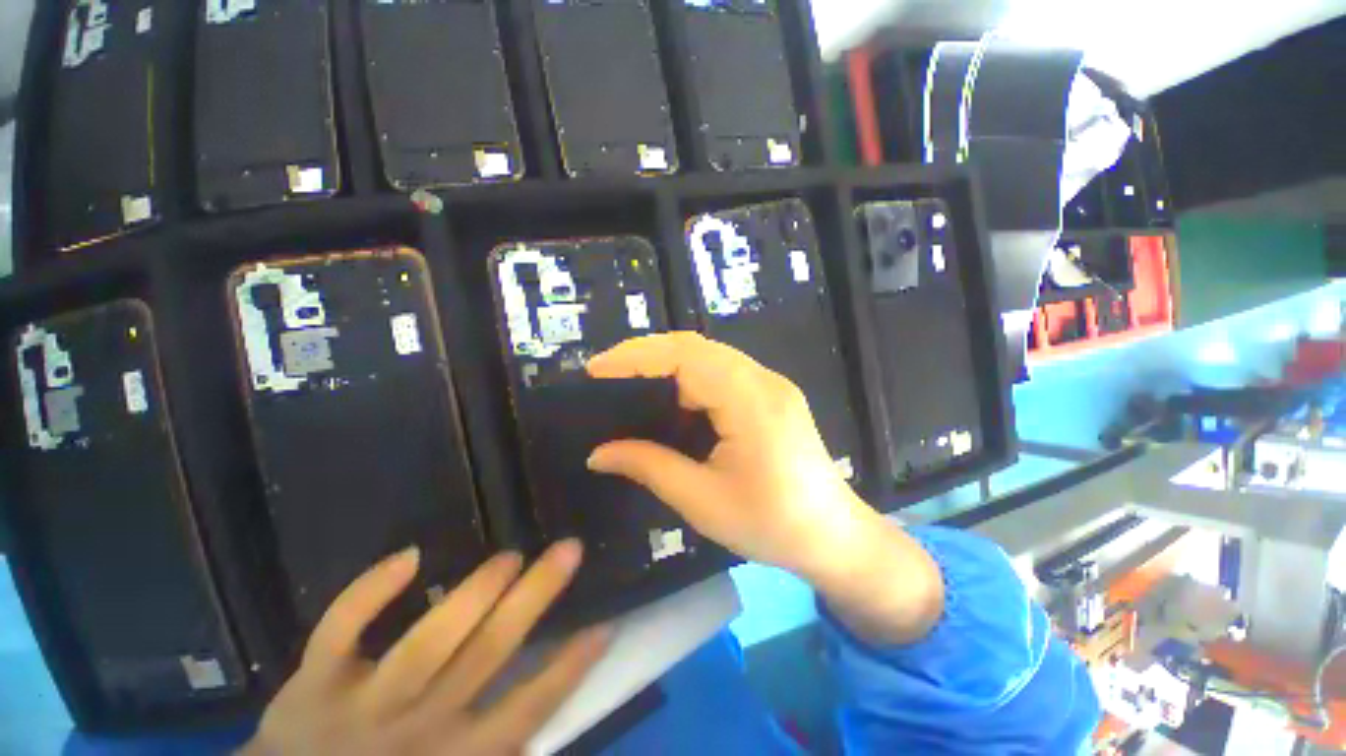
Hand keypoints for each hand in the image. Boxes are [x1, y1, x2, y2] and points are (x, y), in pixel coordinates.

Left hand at [242, 541, 607, 755]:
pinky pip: (340, 630)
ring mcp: (362, 703)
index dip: (570, 668)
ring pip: (427, 642)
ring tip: (511, 556)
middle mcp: (417, 726)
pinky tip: (410, 556)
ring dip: (474, 593)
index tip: (604, 623)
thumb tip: (537, 713)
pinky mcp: (311, 684)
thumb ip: (494, 749)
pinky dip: (369, 592)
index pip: (527, 707)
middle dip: (535, 599)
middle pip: (487, 655)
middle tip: (569, 549)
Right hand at [586, 333, 942, 643]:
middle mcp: (763, 380)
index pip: (684, 356)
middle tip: (608, 372)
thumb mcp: (702, 500)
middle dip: (646, 352)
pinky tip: (674, 400)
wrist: (835, 536)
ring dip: (668, 362)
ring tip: (632, 382)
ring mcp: (771, 383)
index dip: (636, 356)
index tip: (596, 369)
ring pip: (709, 354)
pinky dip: (690, 376)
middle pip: (696, 345)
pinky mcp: (772, 393)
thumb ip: (648, 466)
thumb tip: (598, 453)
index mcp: (750, 401)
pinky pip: (723, 370)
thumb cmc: (772, 524)